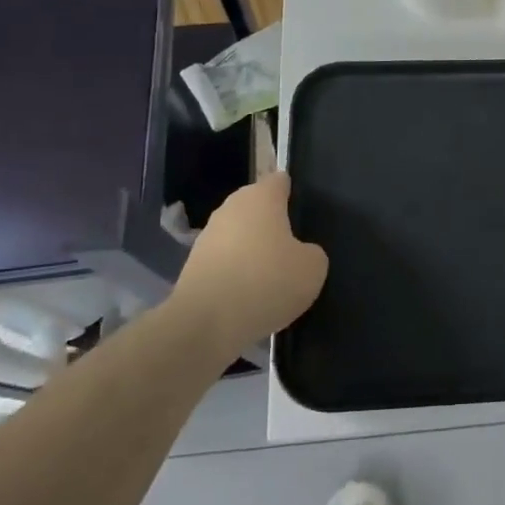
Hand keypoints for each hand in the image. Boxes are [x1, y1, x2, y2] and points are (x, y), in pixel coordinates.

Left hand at [170, 172, 327, 353]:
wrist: (204, 324)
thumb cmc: (266, 282)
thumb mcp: (312, 269)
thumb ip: (312, 253)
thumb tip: (300, 254)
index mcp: (262, 197)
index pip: (280, 180)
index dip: (292, 193)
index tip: (303, 213)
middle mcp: (231, 208)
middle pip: (257, 207)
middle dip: (272, 224)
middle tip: (292, 250)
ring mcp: (207, 236)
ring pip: (238, 235)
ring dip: (252, 250)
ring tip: (270, 278)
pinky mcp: (192, 266)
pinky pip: (224, 262)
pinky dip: (235, 274)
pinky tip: (247, 297)